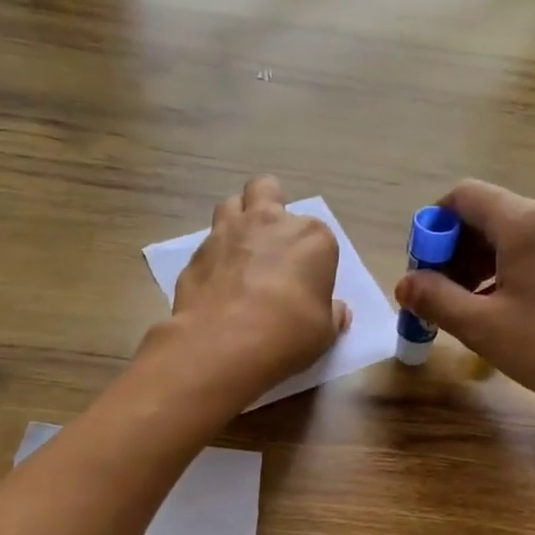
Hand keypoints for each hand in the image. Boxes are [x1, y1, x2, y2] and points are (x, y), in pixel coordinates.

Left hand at [155, 175, 350, 407]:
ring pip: (232, 204)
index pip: (319, 236)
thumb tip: (337, 310)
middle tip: (271, 243)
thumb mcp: (325, 333)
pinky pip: (207, 242)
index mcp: (312, 237)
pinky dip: (214, 256)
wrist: (224, 343)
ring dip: (238, 221)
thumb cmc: (288, 334)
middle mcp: (270, 221)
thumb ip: (332, 314)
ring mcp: (229, 231)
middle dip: (270, 207)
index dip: (312, 259)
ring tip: (240, 253)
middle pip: (269, 191)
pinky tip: (216, 282)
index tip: (308, 283)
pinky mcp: (197, 251)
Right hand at [394, 179, 534, 430]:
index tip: (421, 268)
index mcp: (526, 222)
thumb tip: (403, 284)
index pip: (464, 196)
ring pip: (514, 235)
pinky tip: (503, 308)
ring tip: (467, 308)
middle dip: (455, 250)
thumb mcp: (481, 326)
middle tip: (438, 295)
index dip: (433, 226)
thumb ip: (435, 298)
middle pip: (489, 214)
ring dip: (481, 263)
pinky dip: (510, 270)